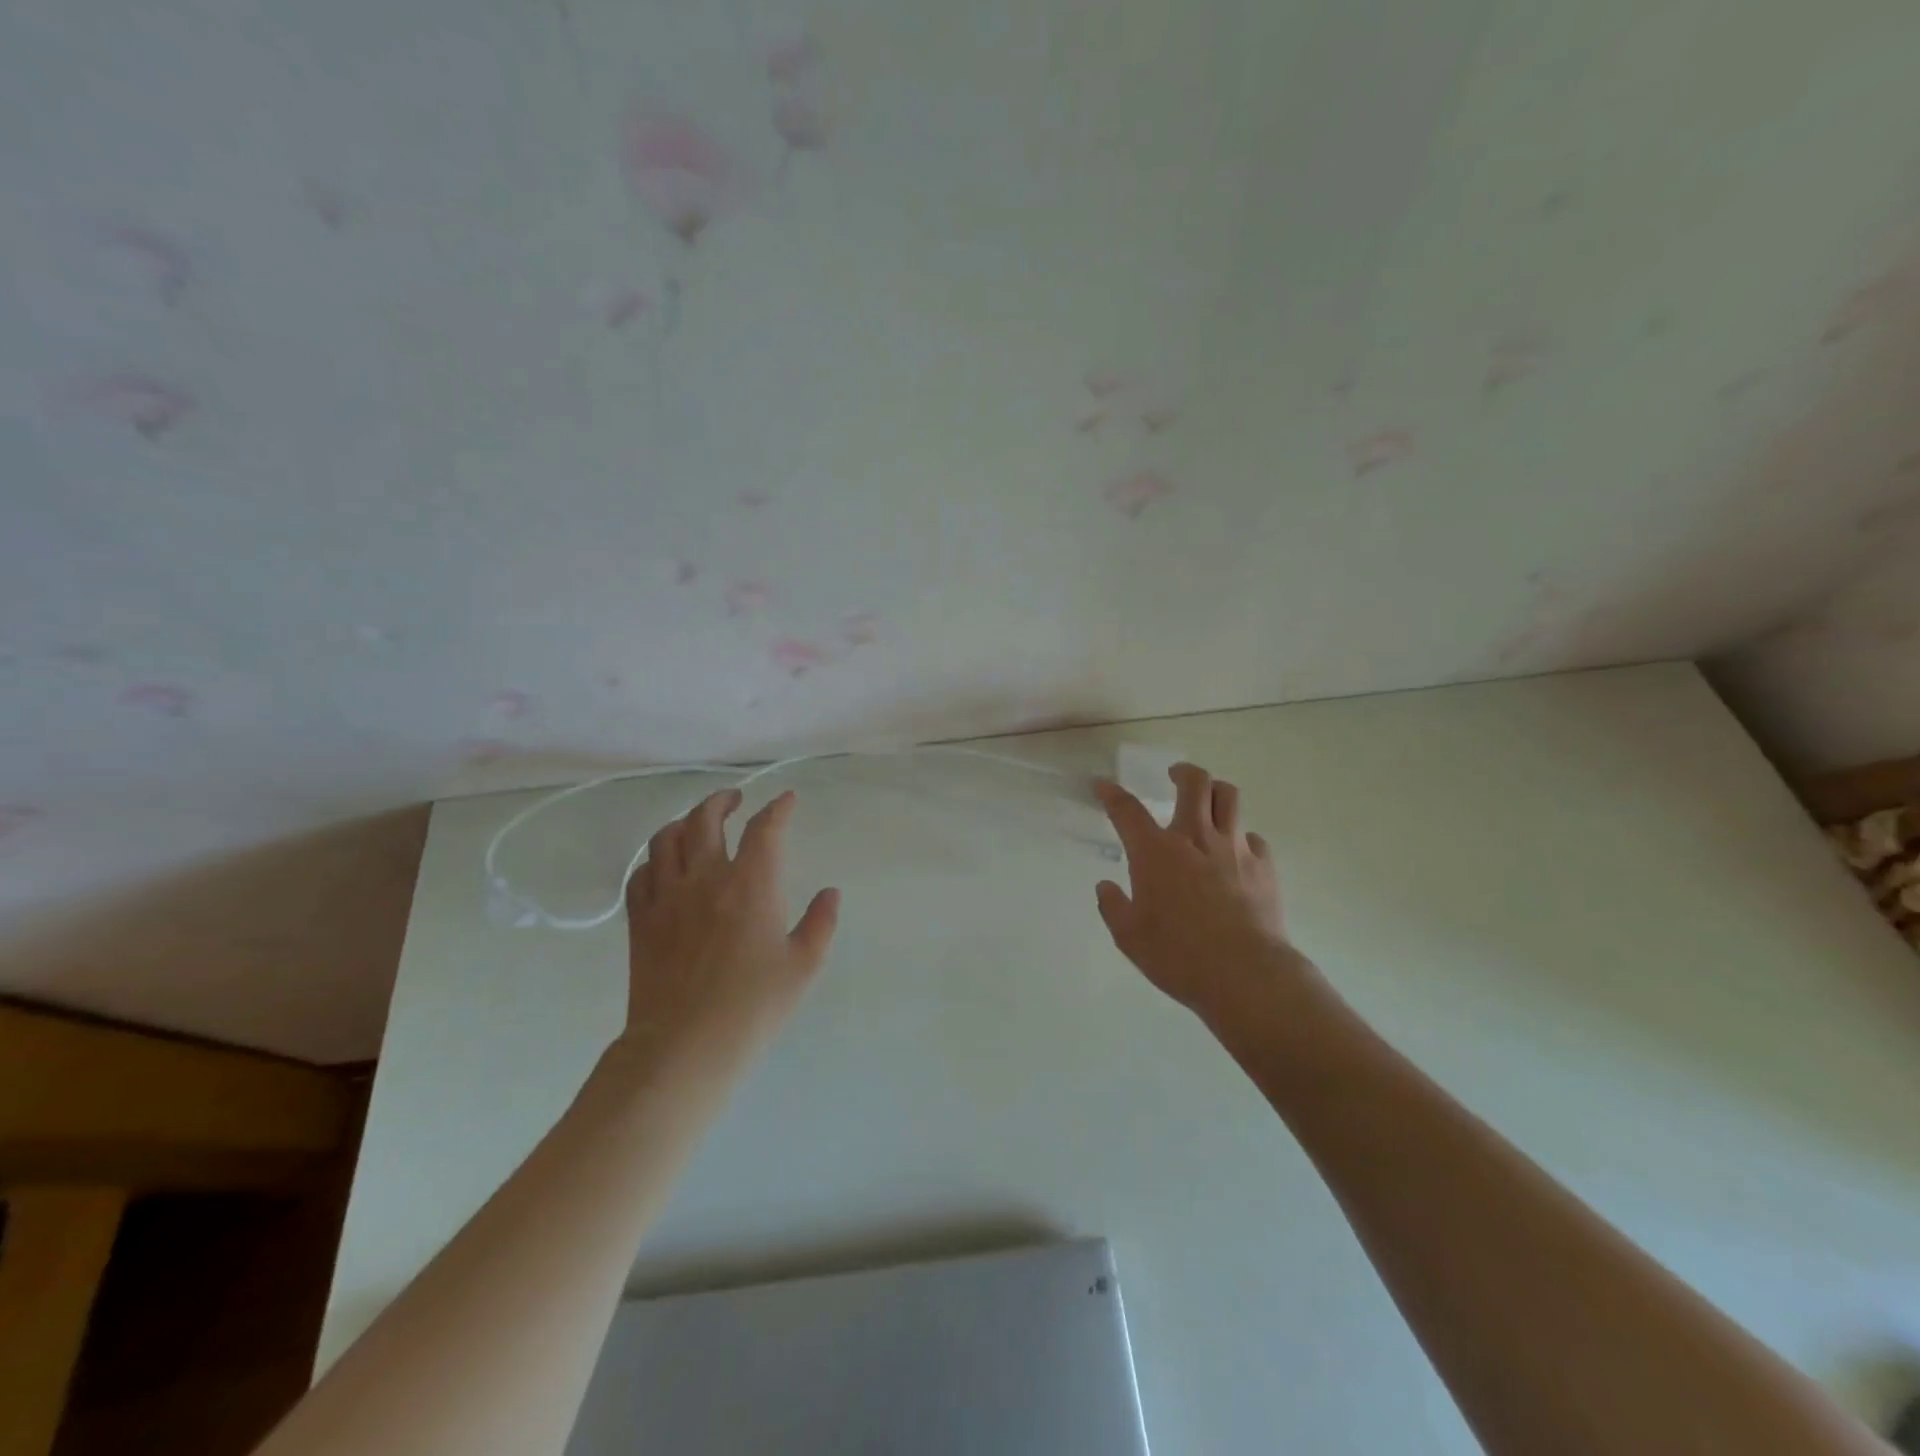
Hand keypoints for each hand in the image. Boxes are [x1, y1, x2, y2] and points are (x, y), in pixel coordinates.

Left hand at [619, 788, 839, 1070]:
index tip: (787, 800)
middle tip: (735, 799)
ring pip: (666, 838)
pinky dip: (654, 859)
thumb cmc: (753, 1007)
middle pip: (706, 818)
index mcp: (750, 884)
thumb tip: (829, 893)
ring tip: (697, 824)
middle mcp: (705, 878)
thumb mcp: (803, 966)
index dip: (778, 808)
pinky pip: (641, 874)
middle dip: (722, 800)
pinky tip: (664, 866)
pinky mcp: (640, 921)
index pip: (764, 828)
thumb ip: (820, 923)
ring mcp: (667, 897)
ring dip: (685, 822)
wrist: (685, 1046)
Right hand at [1094, 762, 1306, 1023]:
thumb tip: (1106, 887)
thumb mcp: (1129, 937)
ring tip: (1208, 800)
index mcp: (1156, 852)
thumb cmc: (1178, 956)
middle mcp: (1195, 838)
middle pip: (1194, 783)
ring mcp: (1234, 848)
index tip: (1103, 785)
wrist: (1246, 974)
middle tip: (1174, 776)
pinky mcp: (1263, 866)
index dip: (1112, 794)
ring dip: (1215, 791)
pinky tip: (1236, 852)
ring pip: (1229, 797)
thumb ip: (1114, 907)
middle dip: (1182, 772)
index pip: (1127, 810)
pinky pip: (1253, 837)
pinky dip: (1241, 837)